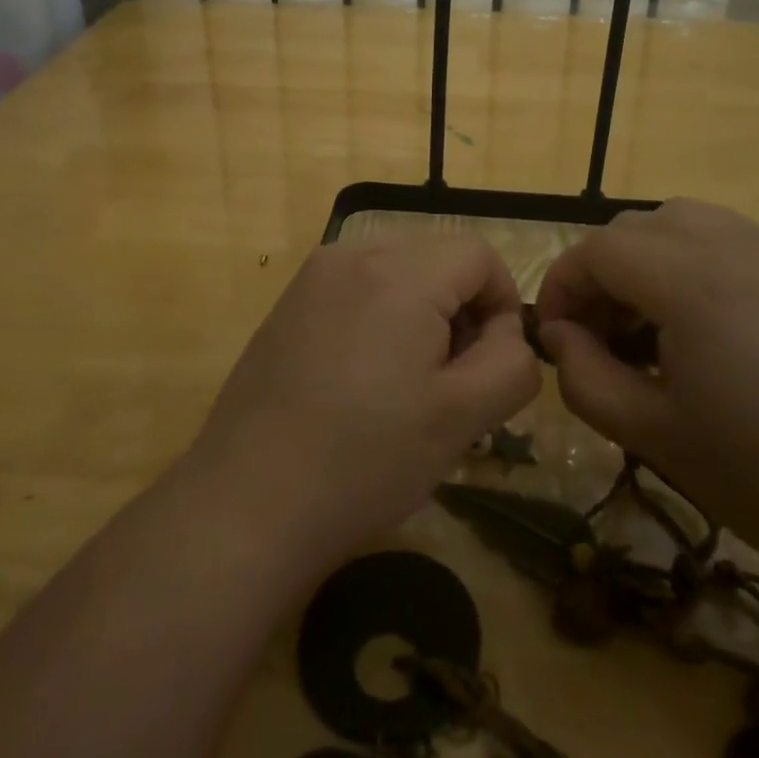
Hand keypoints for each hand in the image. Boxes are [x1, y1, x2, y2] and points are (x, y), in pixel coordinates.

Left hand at [189, 237, 540, 573]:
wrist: (247, 504)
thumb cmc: (365, 461)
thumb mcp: (462, 417)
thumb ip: (512, 362)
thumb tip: (506, 332)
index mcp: (398, 271)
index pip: (478, 254)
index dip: (501, 304)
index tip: (489, 365)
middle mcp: (352, 253)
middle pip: (437, 258)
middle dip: (460, 310)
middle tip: (450, 382)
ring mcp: (313, 276)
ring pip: (398, 272)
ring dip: (421, 314)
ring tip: (406, 386)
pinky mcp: (289, 303)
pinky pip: (358, 288)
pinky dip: (380, 317)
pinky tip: (362, 382)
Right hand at [536, 199, 758, 588]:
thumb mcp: (653, 434)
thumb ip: (585, 378)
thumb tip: (558, 336)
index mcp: (690, 280)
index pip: (597, 250)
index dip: (561, 285)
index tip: (554, 336)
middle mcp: (733, 244)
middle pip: (635, 228)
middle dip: (601, 273)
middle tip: (600, 337)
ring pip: (682, 223)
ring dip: (647, 263)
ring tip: (651, 330)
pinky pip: (729, 241)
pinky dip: (693, 265)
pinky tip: (708, 332)